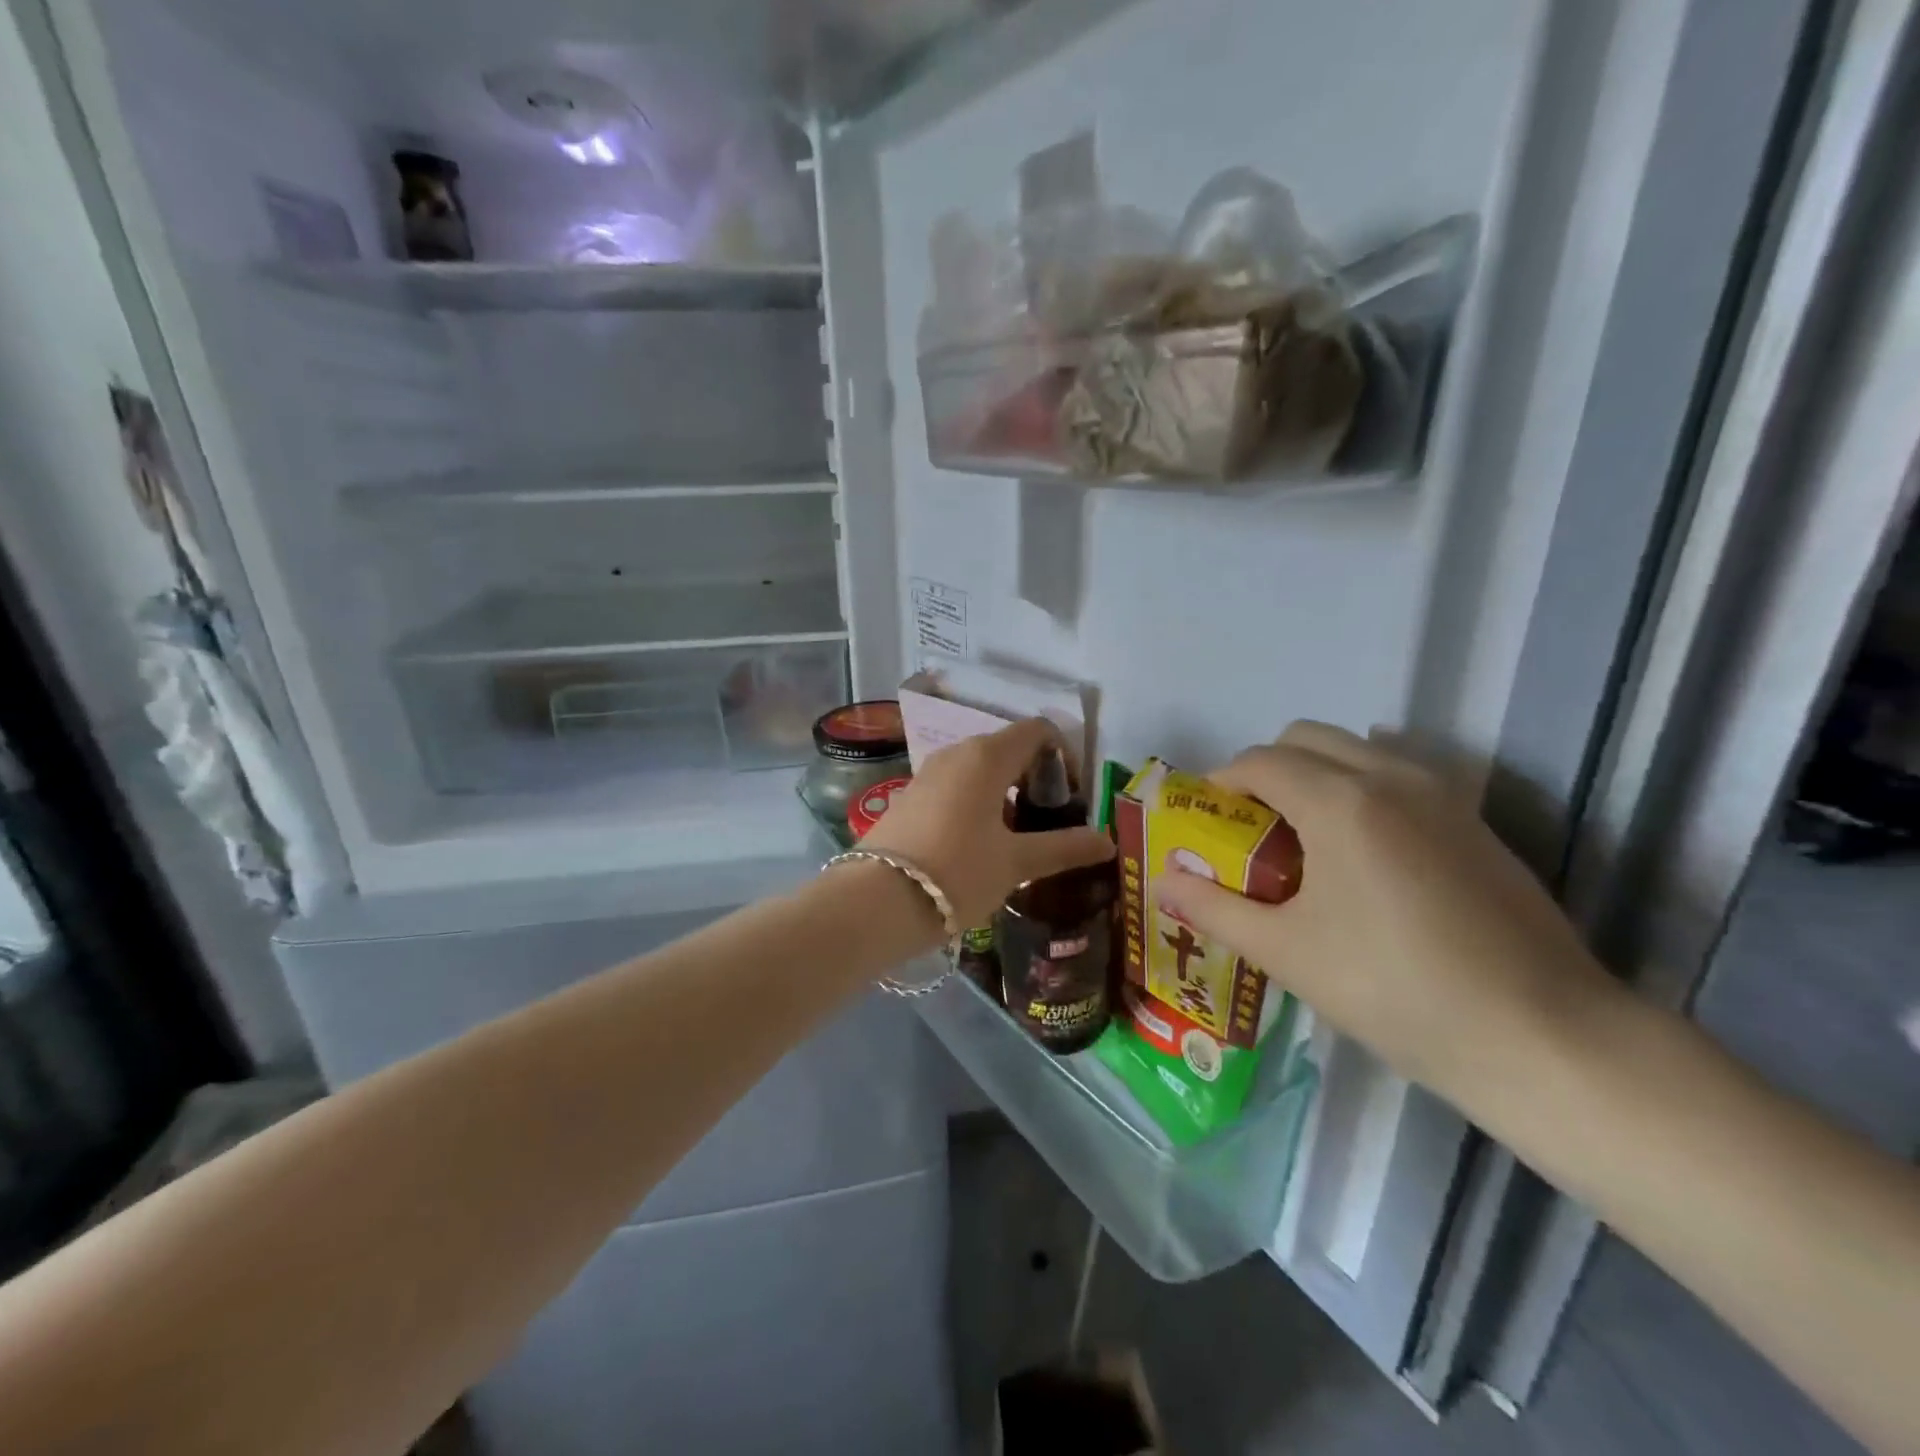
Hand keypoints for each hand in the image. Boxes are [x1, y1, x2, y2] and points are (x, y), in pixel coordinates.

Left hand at [862, 719, 1114, 927]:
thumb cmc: (957, 873)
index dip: (1064, 757)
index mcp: (986, 756)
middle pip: (1009, 748)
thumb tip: (1107, 841)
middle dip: (1036, 778)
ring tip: (1020, 838)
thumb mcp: (1016, 862)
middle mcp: (956, 753)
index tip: (1073, 798)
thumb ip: (1065, 847)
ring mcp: (928, 774)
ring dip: (1007, 794)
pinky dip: (978, 803)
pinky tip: (981, 844)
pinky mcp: (910, 797)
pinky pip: (956, 787)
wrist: (876, 902)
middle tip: (1052, 822)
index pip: (1037, 732)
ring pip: (980, 770)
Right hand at [1157, 722, 1615, 1100]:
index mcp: (1339, 801)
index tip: (1203, 820)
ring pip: (1357, 750)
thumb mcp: (1287, 953)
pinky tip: (1364, 858)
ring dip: (1315, 774)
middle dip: (1265, 769)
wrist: (1545, 1039)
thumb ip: (1214, 908)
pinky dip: (1360, 789)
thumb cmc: (1397, 992)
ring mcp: (1442, 796)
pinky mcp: (1475, 822)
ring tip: (1305, 840)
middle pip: (1306, 738)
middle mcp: (1391, 777)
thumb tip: (1161, 882)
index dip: (1220, 783)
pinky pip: (1399, 776)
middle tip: (1250, 828)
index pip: (1259, 760)